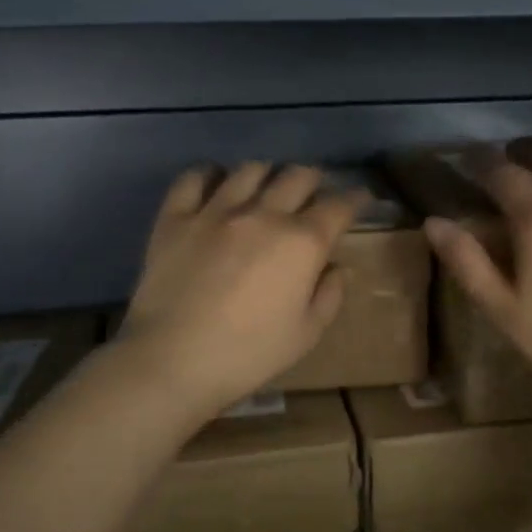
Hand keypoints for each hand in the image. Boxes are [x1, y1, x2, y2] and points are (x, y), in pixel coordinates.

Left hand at [116, 162, 366, 418]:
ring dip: (267, 175)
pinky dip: (210, 175)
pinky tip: (214, 184)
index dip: (355, 199)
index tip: (359, 199)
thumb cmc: (248, 355)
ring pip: (251, 170)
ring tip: (265, 188)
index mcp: (302, 243)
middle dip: (314, 180)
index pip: (339, 206)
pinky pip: (195, 178)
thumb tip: (335, 267)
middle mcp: (263, 214)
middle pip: (298, 176)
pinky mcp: (177, 216)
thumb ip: (329, 296)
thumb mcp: (305, 335)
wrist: (172, 361)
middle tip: (313, 193)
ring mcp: (216, 210)